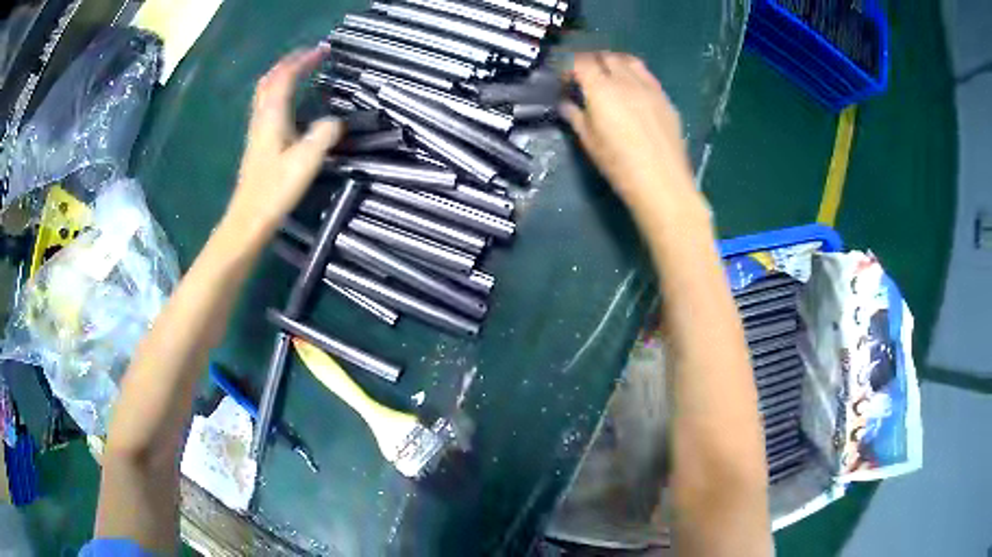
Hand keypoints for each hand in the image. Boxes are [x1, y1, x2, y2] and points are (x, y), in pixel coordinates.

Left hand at [225, 46, 343, 237]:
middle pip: (270, 80)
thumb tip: (335, 122)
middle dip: (290, 63)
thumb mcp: (306, 161)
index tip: (323, 50)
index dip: (303, 60)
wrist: (249, 219)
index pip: (285, 77)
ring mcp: (257, 130)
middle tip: (310, 56)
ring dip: (282, 76)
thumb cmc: (275, 190)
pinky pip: (267, 105)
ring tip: (301, 71)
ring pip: (265, 92)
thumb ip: (323, 135)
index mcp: (272, 117)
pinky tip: (290, 101)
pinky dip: (279, 92)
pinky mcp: (258, 143)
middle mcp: (261, 118)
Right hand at [562, 53, 706, 223]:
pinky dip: (634, 74)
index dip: (570, 66)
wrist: (662, 182)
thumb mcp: (589, 142)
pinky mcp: (665, 98)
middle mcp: (625, 81)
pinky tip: (633, 90)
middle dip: (591, 61)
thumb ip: (575, 116)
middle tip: (586, 77)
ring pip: (629, 61)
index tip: (566, 80)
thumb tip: (566, 103)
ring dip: (614, 62)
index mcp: (601, 90)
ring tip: (610, 77)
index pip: (581, 62)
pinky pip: (647, 75)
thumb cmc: (619, 165)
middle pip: (605, 56)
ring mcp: (649, 87)